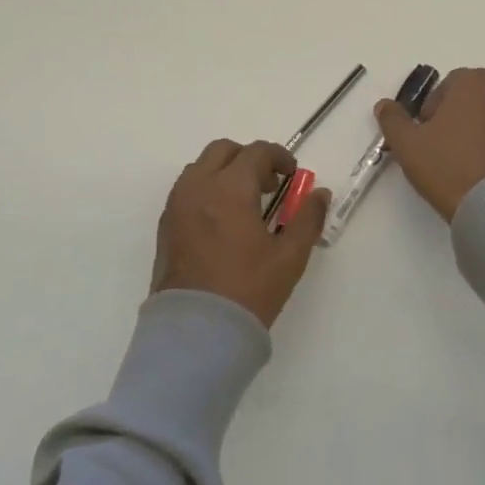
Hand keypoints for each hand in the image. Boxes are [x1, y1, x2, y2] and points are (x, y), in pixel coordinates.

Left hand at [151, 139, 329, 327]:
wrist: (196, 333)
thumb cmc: (248, 290)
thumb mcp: (289, 256)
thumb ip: (308, 219)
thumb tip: (320, 194)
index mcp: (230, 188)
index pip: (257, 152)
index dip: (279, 157)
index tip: (292, 175)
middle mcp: (198, 187)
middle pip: (223, 150)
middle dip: (248, 158)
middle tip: (268, 185)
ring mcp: (176, 206)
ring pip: (200, 168)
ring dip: (224, 172)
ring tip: (244, 203)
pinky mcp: (165, 227)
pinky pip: (186, 191)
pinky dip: (206, 190)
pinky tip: (222, 221)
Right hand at [374, 67, 484, 221]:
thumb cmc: (446, 165)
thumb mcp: (407, 143)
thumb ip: (392, 118)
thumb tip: (384, 105)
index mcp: (473, 83)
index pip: (446, 86)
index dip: (431, 109)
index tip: (424, 134)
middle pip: (470, 98)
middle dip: (454, 116)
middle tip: (438, 146)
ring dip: (474, 129)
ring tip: (459, 160)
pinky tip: (476, 168)